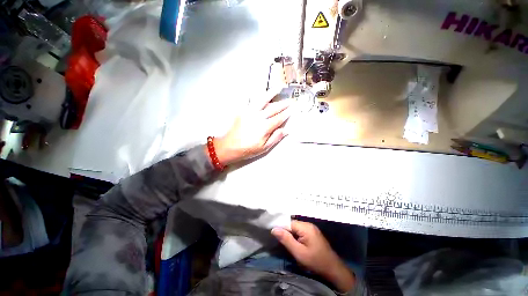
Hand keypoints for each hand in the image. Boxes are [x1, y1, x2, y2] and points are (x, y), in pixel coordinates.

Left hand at [214, 88, 290, 164]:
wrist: (229, 146)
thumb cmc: (247, 149)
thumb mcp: (264, 147)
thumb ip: (275, 137)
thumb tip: (285, 130)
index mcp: (264, 127)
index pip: (279, 118)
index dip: (287, 113)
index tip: (293, 109)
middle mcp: (258, 117)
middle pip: (273, 108)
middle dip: (283, 104)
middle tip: (290, 100)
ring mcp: (250, 113)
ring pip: (263, 100)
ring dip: (271, 94)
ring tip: (278, 88)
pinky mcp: (243, 111)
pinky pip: (250, 100)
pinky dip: (256, 95)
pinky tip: (260, 92)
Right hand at [272, 220, 355, 292]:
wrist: (333, 269)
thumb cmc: (315, 261)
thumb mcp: (298, 252)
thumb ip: (286, 239)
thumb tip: (274, 229)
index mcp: (305, 227)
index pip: (288, 223)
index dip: (281, 228)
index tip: (274, 235)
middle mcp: (308, 224)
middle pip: (292, 224)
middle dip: (286, 232)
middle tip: (280, 242)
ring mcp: (312, 228)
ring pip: (296, 228)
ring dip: (291, 235)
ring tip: (287, 243)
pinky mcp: (313, 233)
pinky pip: (301, 231)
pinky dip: (296, 236)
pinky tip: (295, 243)